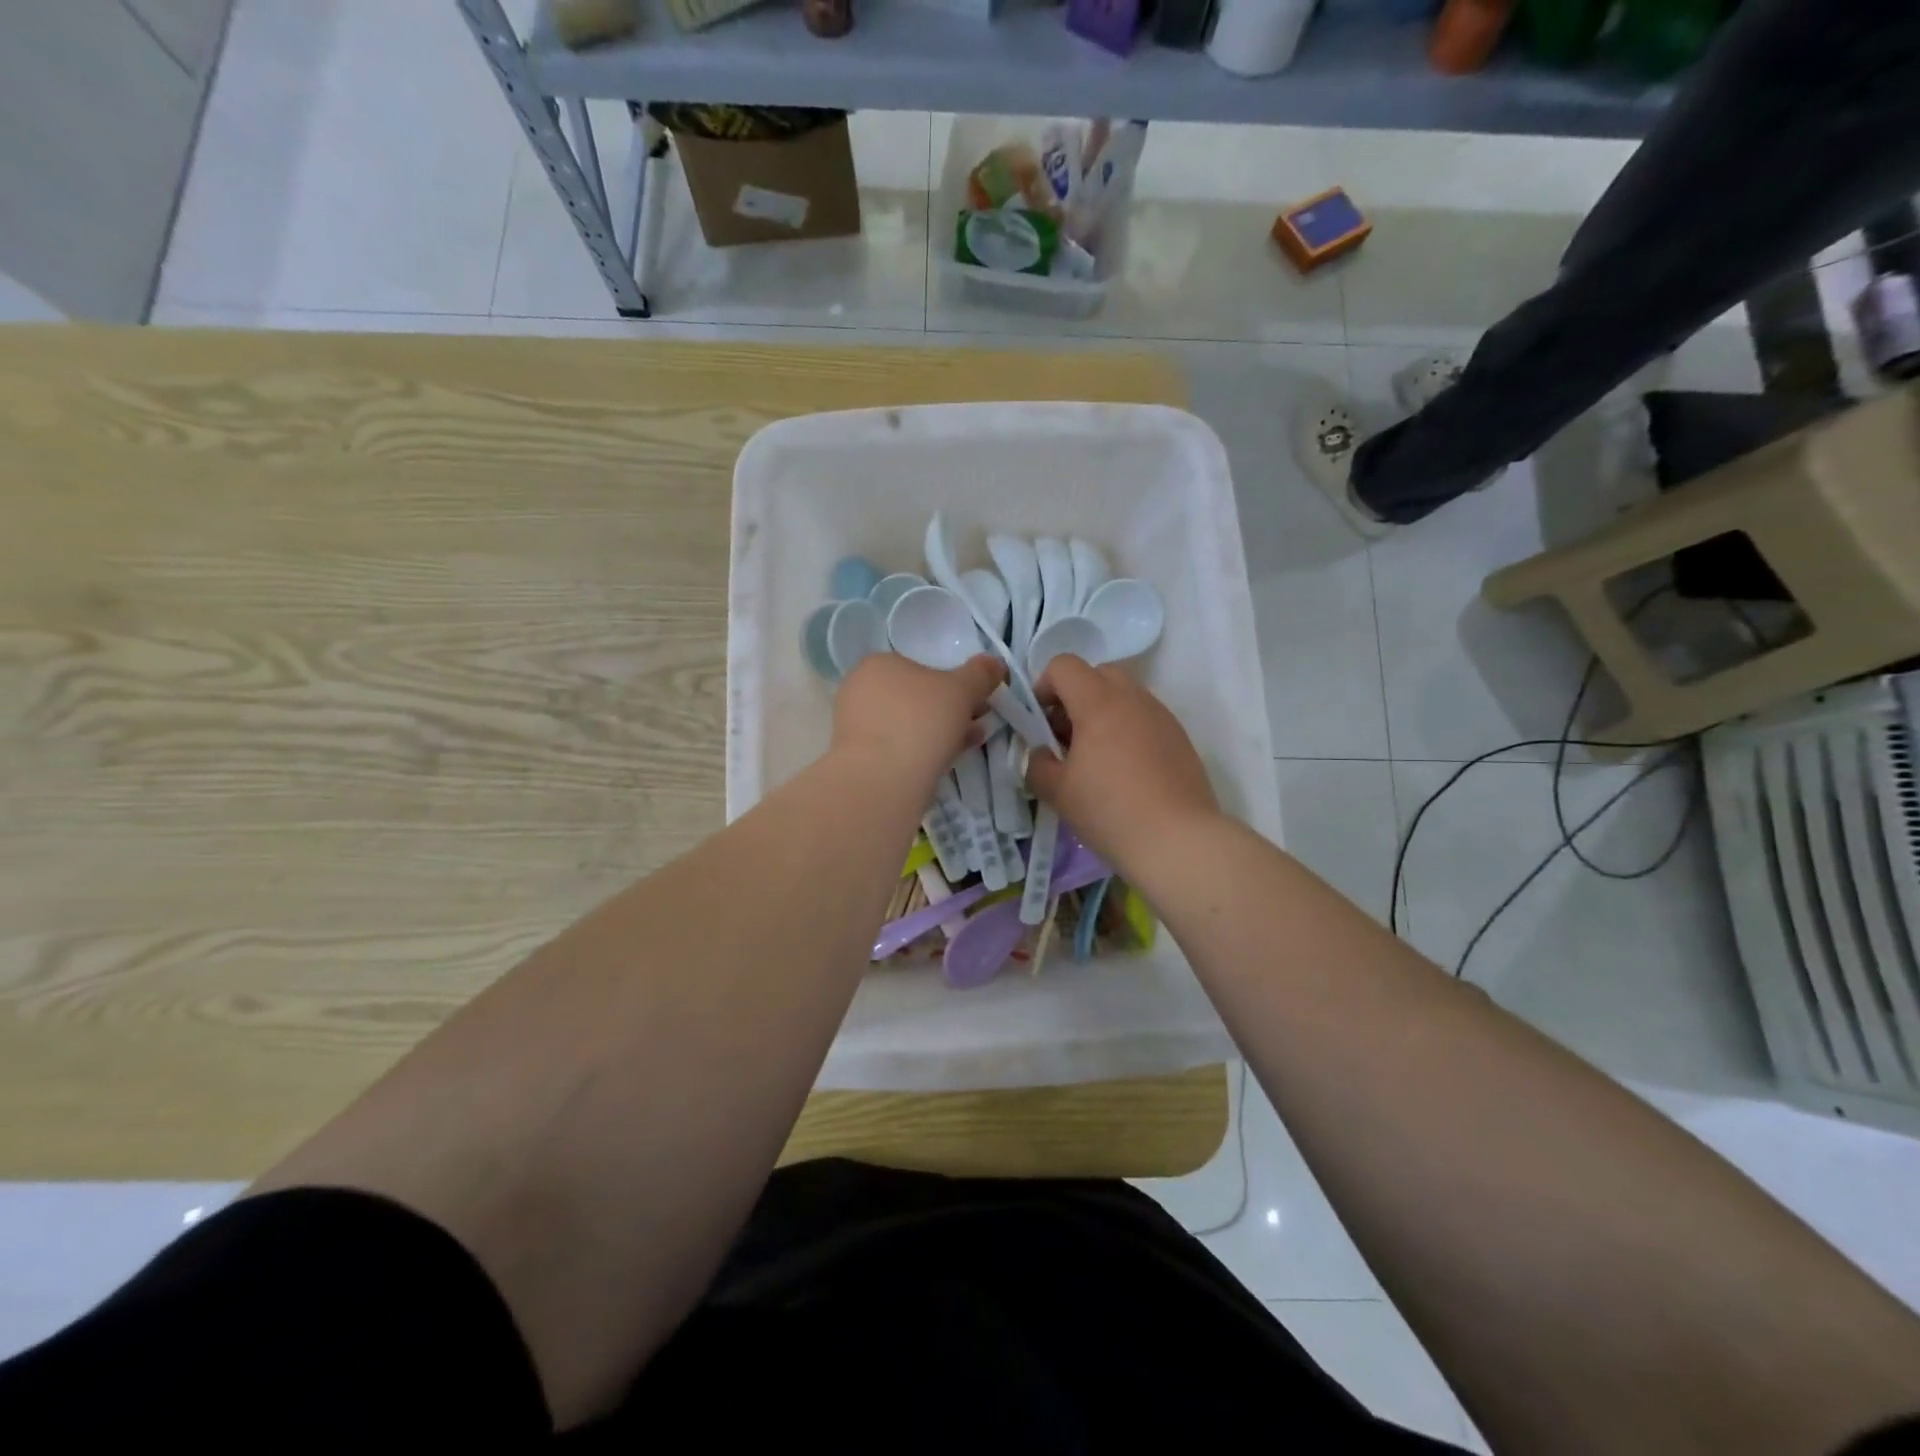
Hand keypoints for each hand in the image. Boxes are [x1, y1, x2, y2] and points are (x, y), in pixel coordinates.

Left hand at [831, 652, 1004, 791]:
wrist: (882, 779)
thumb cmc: (921, 721)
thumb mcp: (962, 690)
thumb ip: (980, 674)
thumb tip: (995, 663)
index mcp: (878, 663)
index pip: (921, 667)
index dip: (954, 684)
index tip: (977, 702)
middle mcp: (859, 689)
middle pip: (914, 697)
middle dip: (948, 711)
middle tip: (976, 725)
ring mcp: (853, 725)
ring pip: (906, 724)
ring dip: (938, 732)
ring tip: (966, 746)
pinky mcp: (856, 757)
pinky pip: (895, 747)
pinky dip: (918, 751)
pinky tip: (941, 763)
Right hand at [1025, 655, 1220, 872]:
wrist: (1178, 841)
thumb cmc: (1110, 811)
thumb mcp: (1057, 792)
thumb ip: (1037, 765)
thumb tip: (1039, 754)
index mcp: (1099, 702)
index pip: (1064, 665)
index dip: (1043, 687)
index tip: (1039, 723)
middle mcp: (1134, 698)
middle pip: (1098, 674)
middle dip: (1075, 697)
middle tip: (1065, 737)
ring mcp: (1162, 717)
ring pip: (1125, 696)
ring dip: (1102, 714)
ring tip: (1095, 759)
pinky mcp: (1180, 739)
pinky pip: (1145, 719)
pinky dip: (1127, 731)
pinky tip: (1124, 773)